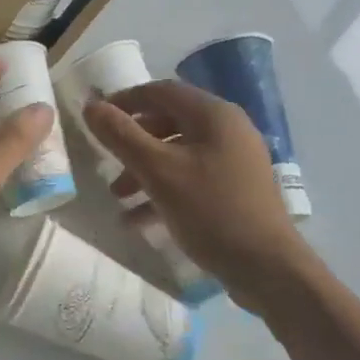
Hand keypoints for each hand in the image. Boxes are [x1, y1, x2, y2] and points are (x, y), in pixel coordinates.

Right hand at [85, 79, 305, 285]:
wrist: (267, 268)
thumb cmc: (211, 210)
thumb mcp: (157, 171)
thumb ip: (121, 136)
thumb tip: (91, 106)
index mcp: (213, 115)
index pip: (161, 91)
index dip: (125, 100)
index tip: (97, 118)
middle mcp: (228, 129)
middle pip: (168, 122)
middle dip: (133, 142)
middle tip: (107, 160)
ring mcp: (235, 160)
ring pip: (178, 153)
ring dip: (144, 170)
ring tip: (118, 197)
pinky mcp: (236, 189)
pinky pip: (192, 178)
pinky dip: (164, 190)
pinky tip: (139, 219)